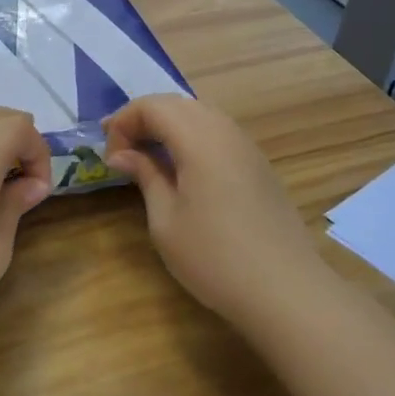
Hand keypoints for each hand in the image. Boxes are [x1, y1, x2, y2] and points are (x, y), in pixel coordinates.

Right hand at [104, 96, 324, 327]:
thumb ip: (145, 175)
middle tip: (120, 149)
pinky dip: (191, 139)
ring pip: (201, 115)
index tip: (109, 155)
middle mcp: (226, 132)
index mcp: (199, 139)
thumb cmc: (214, 257)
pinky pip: (218, 134)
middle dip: (143, 118)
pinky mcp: (259, 166)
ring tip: (146, 156)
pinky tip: (181, 169)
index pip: (153, 106)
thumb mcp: (166, 220)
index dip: (123, 121)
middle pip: (177, 104)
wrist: (285, 291)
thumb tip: (122, 153)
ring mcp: (247, 147)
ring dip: (168, 127)